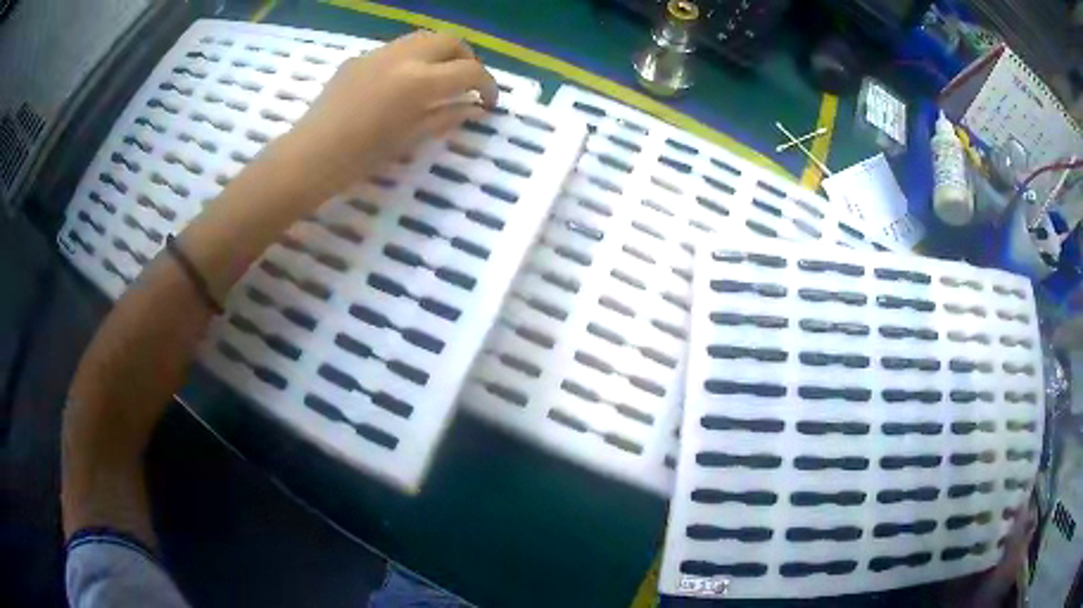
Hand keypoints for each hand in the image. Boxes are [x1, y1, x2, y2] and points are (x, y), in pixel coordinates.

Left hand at [283, 30, 498, 193]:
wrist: (309, 157)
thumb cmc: (360, 158)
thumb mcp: (410, 140)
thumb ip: (447, 118)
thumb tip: (475, 108)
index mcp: (419, 81)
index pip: (469, 71)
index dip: (488, 85)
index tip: (489, 102)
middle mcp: (403, 57)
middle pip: (450, 41)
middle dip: (467, 58)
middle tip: (468, 82)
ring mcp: (378, 54)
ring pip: (423, 38)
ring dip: (441, 53)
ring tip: (440, 77)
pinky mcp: (359, 58)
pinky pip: (396, 48)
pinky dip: (413, 58)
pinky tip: (404, 82)